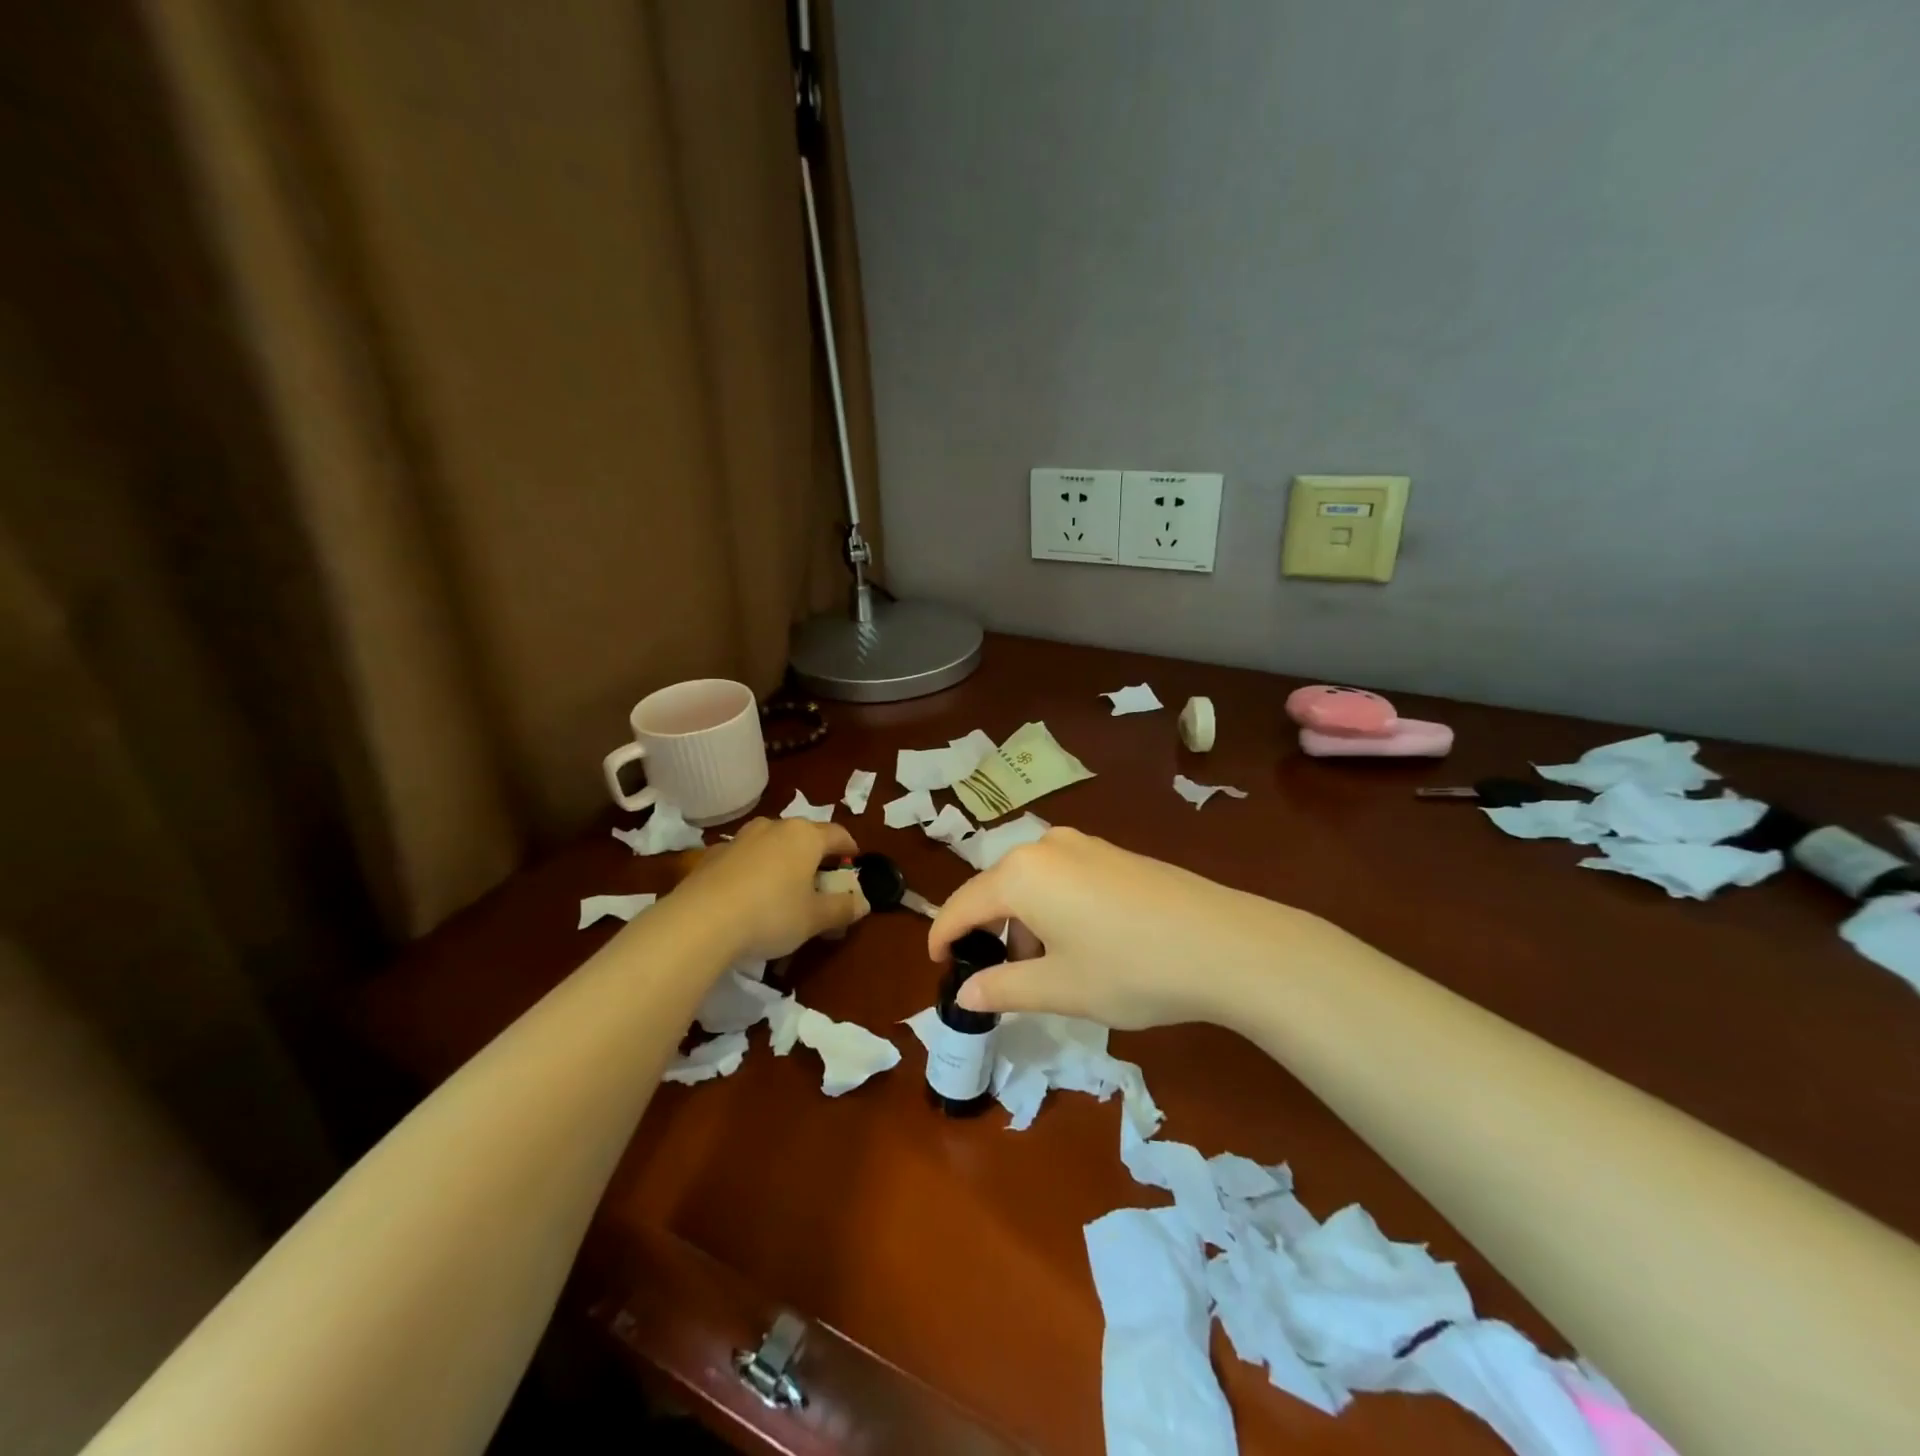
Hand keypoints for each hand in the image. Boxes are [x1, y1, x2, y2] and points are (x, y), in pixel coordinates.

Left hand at [673, 817, 868, 960]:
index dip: (850, 849)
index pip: (838, 834)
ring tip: (783, 886)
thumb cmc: (771, 915)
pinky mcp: (711, 856)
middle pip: (804, 835)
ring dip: (782, 859)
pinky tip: (748, 895)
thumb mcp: (814, 919)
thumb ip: (842, 908)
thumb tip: (863, 902)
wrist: (700, 922)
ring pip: (771, 843)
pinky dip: (752, 870)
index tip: (854, 864)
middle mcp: (774, 827)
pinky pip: (743, 858)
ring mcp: (739, 839)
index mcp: (805, 836)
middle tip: (820, 880)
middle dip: (815, 855)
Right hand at [927, 828, 1312, 1029]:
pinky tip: (1081, 943)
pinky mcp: (1114, 852)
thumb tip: (965, 994)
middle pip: (998, 889)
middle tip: (995, 977)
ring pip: (1032, 883)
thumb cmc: (1130, 969)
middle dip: (989, 932)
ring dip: (1024, 922)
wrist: (1224, 944)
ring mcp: (1084, 844)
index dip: (944, 936)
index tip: (936, 964)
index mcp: (1021, 874)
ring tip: (1045, 968)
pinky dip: (1053, 908)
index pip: (964, 905)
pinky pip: (1063, 877)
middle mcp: (1046, 847)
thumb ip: (1003, 989)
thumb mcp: (1060, 988)